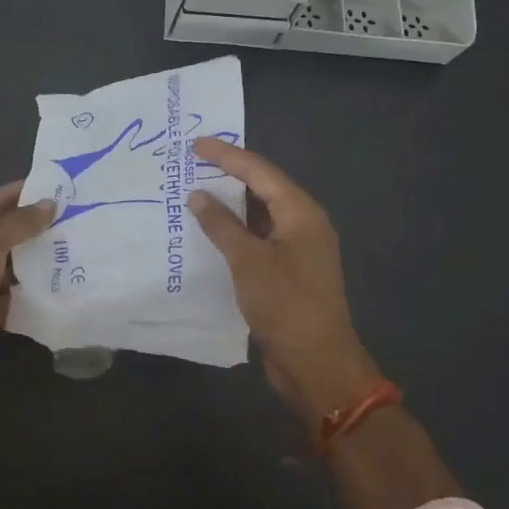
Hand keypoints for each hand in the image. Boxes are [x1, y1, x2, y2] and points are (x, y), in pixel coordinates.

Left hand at [0, 180, 55, 388]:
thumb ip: (19, 223)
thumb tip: (50, 204)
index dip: (13, 195)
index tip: (48, 188)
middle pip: (2, 235)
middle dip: (32, 226)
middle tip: (71, 215)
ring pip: (13, 266)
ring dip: (38, 257)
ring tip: (75, 243)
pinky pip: (19, 295)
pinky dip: (38, 288)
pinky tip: (66, 277)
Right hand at [187, 138, 382, 427]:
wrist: (316, 364)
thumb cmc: (285, 305)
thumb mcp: (248, 261)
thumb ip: (222, 225)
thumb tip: (199, 195)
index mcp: (301, 213)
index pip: (260, 171)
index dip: (227, 155)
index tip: (195, 144)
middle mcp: (303, 224)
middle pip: (263, 188)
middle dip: (229, 175)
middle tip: (193, 163)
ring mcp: (297, 249)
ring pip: (260, 214)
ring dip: (230, 204)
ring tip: (195, 191)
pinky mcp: (288, 271)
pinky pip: (258, 238)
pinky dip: (235, 231)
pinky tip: (210, 232)